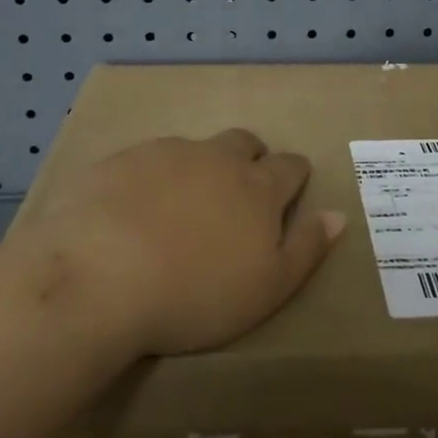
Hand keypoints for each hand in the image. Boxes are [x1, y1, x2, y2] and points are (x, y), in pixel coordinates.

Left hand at [12, 129, 345, 356]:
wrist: (99, 276)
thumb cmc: (194, 294)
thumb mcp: (267, 288)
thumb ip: (306, 248)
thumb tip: (337, 215)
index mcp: (258, 187)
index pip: (290, 166)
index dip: (294, 177)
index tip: (288, 194)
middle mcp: (217, 158)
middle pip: (245, 143)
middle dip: (250, 159)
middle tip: (237, 194)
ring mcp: (167, 153)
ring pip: (197, 148)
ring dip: (200, 167)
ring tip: (182, 206)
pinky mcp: (122, 159)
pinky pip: (149, 158)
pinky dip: (153, 176)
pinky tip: (134, 208)